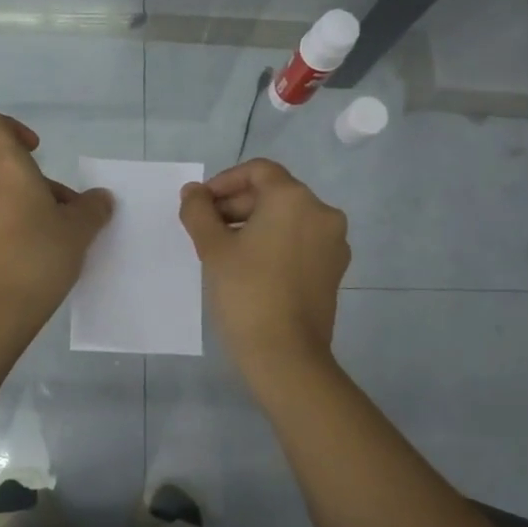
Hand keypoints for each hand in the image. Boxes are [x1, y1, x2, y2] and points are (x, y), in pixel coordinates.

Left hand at [0, 110, 113, 317]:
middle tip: (70, 217)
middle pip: (8, 168)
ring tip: (59, 240)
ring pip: (3, 196)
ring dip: (29, 208)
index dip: (12, 127)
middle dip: (41, 186)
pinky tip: (38, 257)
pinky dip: (14, 228)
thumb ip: (92, 207)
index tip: (37, 150)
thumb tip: (98, 199)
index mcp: (4, 167)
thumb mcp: (79, 229)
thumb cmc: (39, 255)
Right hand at [179, 158, 349, 382]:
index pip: (258, 171)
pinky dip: (275, 242)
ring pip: (288, 218)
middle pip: (274, 193)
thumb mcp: (212, 248)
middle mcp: (322, 212)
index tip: (200, 205)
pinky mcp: (334, 269)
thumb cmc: (246, 292)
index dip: (224, 182)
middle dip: (237, 204)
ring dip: (254, 224)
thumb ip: (198, 211)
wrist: (285, 355)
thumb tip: (193, 192)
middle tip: (206, 228)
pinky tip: (251, 266)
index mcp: (294, 199)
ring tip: (224, 249)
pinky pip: (300, 241)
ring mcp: (333, 242)